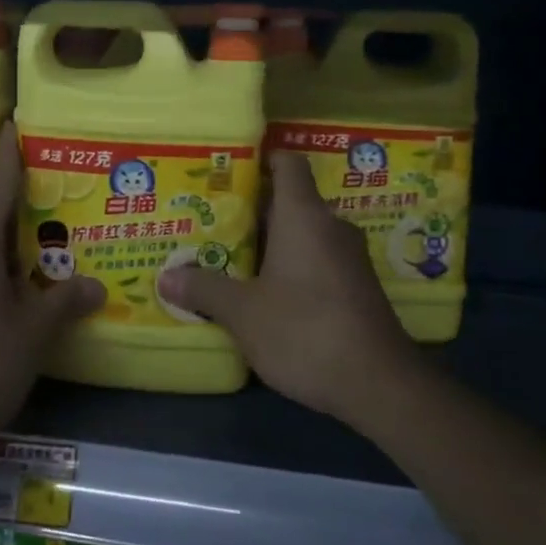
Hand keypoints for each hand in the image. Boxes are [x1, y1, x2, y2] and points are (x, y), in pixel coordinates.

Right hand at [157, 150, 425, 428]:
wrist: (379, 385)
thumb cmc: (305, 330)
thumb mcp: (243, 313)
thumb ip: (205, 290)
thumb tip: (166, 278)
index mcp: (304, 216)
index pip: (288, 163)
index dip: (260, 159)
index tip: (227, 169)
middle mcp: (330, 226)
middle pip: (289, 201)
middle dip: (251, 210)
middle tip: (210, 220)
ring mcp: (348, 258)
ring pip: (302, 235)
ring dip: (269, 243)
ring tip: (227, 256)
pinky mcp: (356, 288)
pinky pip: (316, 261)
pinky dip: (290, 267)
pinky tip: (262, 293)